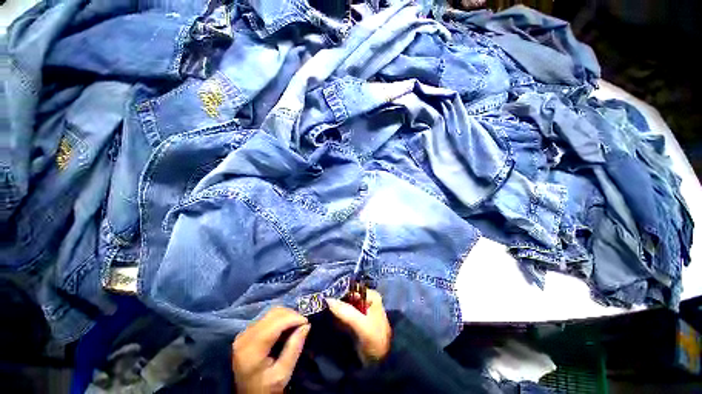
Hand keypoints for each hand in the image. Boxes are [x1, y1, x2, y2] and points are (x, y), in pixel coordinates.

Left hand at [232, 307, 310, 393]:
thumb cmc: (265, 388)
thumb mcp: (282, 375)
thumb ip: (294, 349)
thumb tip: (306, 326)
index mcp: (252, 349)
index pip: (276, 323)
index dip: (293, 318)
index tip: (307, 323)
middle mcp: (245, 336)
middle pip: (273, 314)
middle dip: (291, 315)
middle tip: (303, 325)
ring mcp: (244, 332)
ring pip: (271, 312)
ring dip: (286, 315)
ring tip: (296, 326)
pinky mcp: (247, 332)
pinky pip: (267, 317)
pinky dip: (280, 318)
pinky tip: (286, 328)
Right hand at [326, 289, 390, 363]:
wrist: (383, 362)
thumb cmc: (375, 340)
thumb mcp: (362, 325)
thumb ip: (345, 312)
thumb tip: (327, 299)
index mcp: (370, 295)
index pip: (350, 288)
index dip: (337, 291)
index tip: (324, 296)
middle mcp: (365, 299)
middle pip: (346, 296)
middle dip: (335, 300)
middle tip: (320, 304)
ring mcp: (361, 310)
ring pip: (344, 305)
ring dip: (334, 308)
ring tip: (321, 310)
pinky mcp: (356, 320)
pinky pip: (343, 314)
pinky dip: (336, 316)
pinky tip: (327, 318)